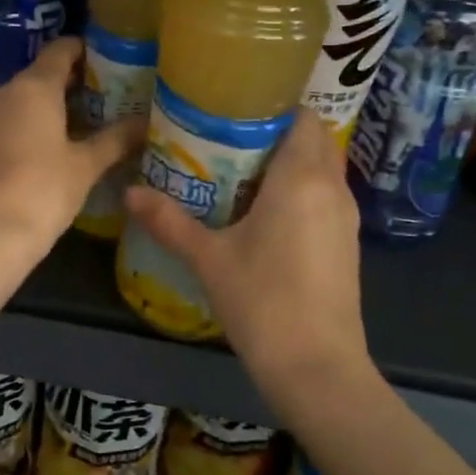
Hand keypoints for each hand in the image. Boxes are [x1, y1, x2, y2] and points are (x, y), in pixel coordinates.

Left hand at [0, 37, 144, 259]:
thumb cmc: (42, 190)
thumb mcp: (86, 165)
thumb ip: (116, 139)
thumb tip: (146, 123)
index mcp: (33, 87)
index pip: (60, 50)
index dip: (85, 50)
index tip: (109, 60)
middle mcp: (4, 94)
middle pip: (40, 75)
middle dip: (71, 82)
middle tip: (106, 96)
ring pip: (22, 101)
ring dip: (49, 107)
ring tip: (83, 124)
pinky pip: (7, 123)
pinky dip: (29, 126)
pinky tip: (50, 149)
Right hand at [123, 112, 369, 399]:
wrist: (318, 369)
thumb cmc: (263, 302)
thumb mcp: (208, 259)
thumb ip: (169, 221)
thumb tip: (129, 192)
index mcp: (301, 178)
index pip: (302, 116)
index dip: (273, 105)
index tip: (235, 108)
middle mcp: (331, 188)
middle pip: (313, 139)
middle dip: (276, 131)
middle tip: (229, 137)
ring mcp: (345, 218)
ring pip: (322, 168)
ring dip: (290, 161)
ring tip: (241, 169)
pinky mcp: (346, 244)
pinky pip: (325, 196)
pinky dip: (301, 189)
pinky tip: (264, 211)